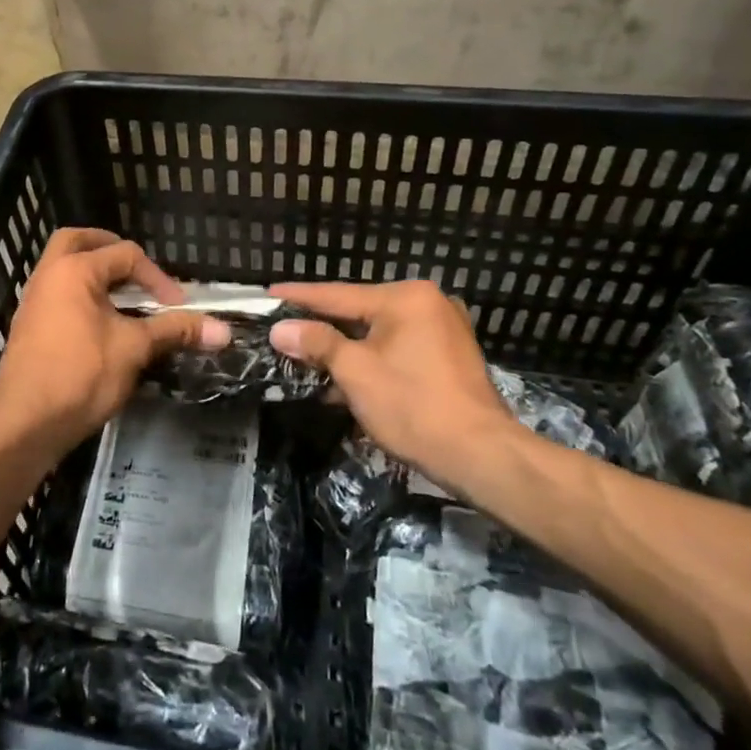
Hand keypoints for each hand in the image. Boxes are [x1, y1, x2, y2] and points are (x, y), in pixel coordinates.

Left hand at [0, 228, 227, 454]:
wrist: (24, 424)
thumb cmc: (80, 376)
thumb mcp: (134, 349)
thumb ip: (175, 330)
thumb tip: (224, 329)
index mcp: (74, 270)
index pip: (125, 254)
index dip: (157, 278)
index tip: (178, 307)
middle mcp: (49, 275)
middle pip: (79, 242)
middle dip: (109, 248)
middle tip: (135, 268)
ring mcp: (34, 301)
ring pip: (63, 268)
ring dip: (93, 273)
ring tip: (123, 296)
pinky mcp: (29, 327)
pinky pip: (57, 294)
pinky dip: (80, 295)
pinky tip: (101, 323)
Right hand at [267, 279, 519, 482]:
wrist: (482, 456)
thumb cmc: (413, 405)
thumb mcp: (355, 372)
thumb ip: (317, 343)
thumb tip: (281, 329)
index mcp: (405, 297)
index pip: (338, 294)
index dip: (300, 297)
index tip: (268, 293)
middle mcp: (427, 303)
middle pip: (360, 312)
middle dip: (322, 326)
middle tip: (284, 328)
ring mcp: (443, 329)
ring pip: (379, 333)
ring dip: (346, 349)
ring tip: (308, 358)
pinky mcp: (451, 357)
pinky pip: (399, 349)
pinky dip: (373, 360)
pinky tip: (346, 380)